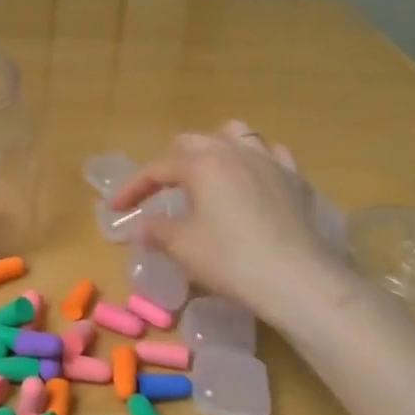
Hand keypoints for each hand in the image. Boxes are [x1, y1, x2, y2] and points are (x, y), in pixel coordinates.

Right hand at [114, 121, 352, 324]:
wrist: (298, 279)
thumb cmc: (231, 260)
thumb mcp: (183, 247)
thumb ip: (157, 230)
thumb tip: (141, 226)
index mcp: (201, 164)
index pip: (156, 169)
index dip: (133, 188)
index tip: (116, 208)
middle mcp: (233, 151)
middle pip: (193, 142)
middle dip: (171, 162)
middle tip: (160, 190)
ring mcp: (269, 161)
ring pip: (236, 135)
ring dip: (215, 148)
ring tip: (208, 172)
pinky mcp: (295, 178)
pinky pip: (272, 154)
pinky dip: (256, 161)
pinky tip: (253, 178)